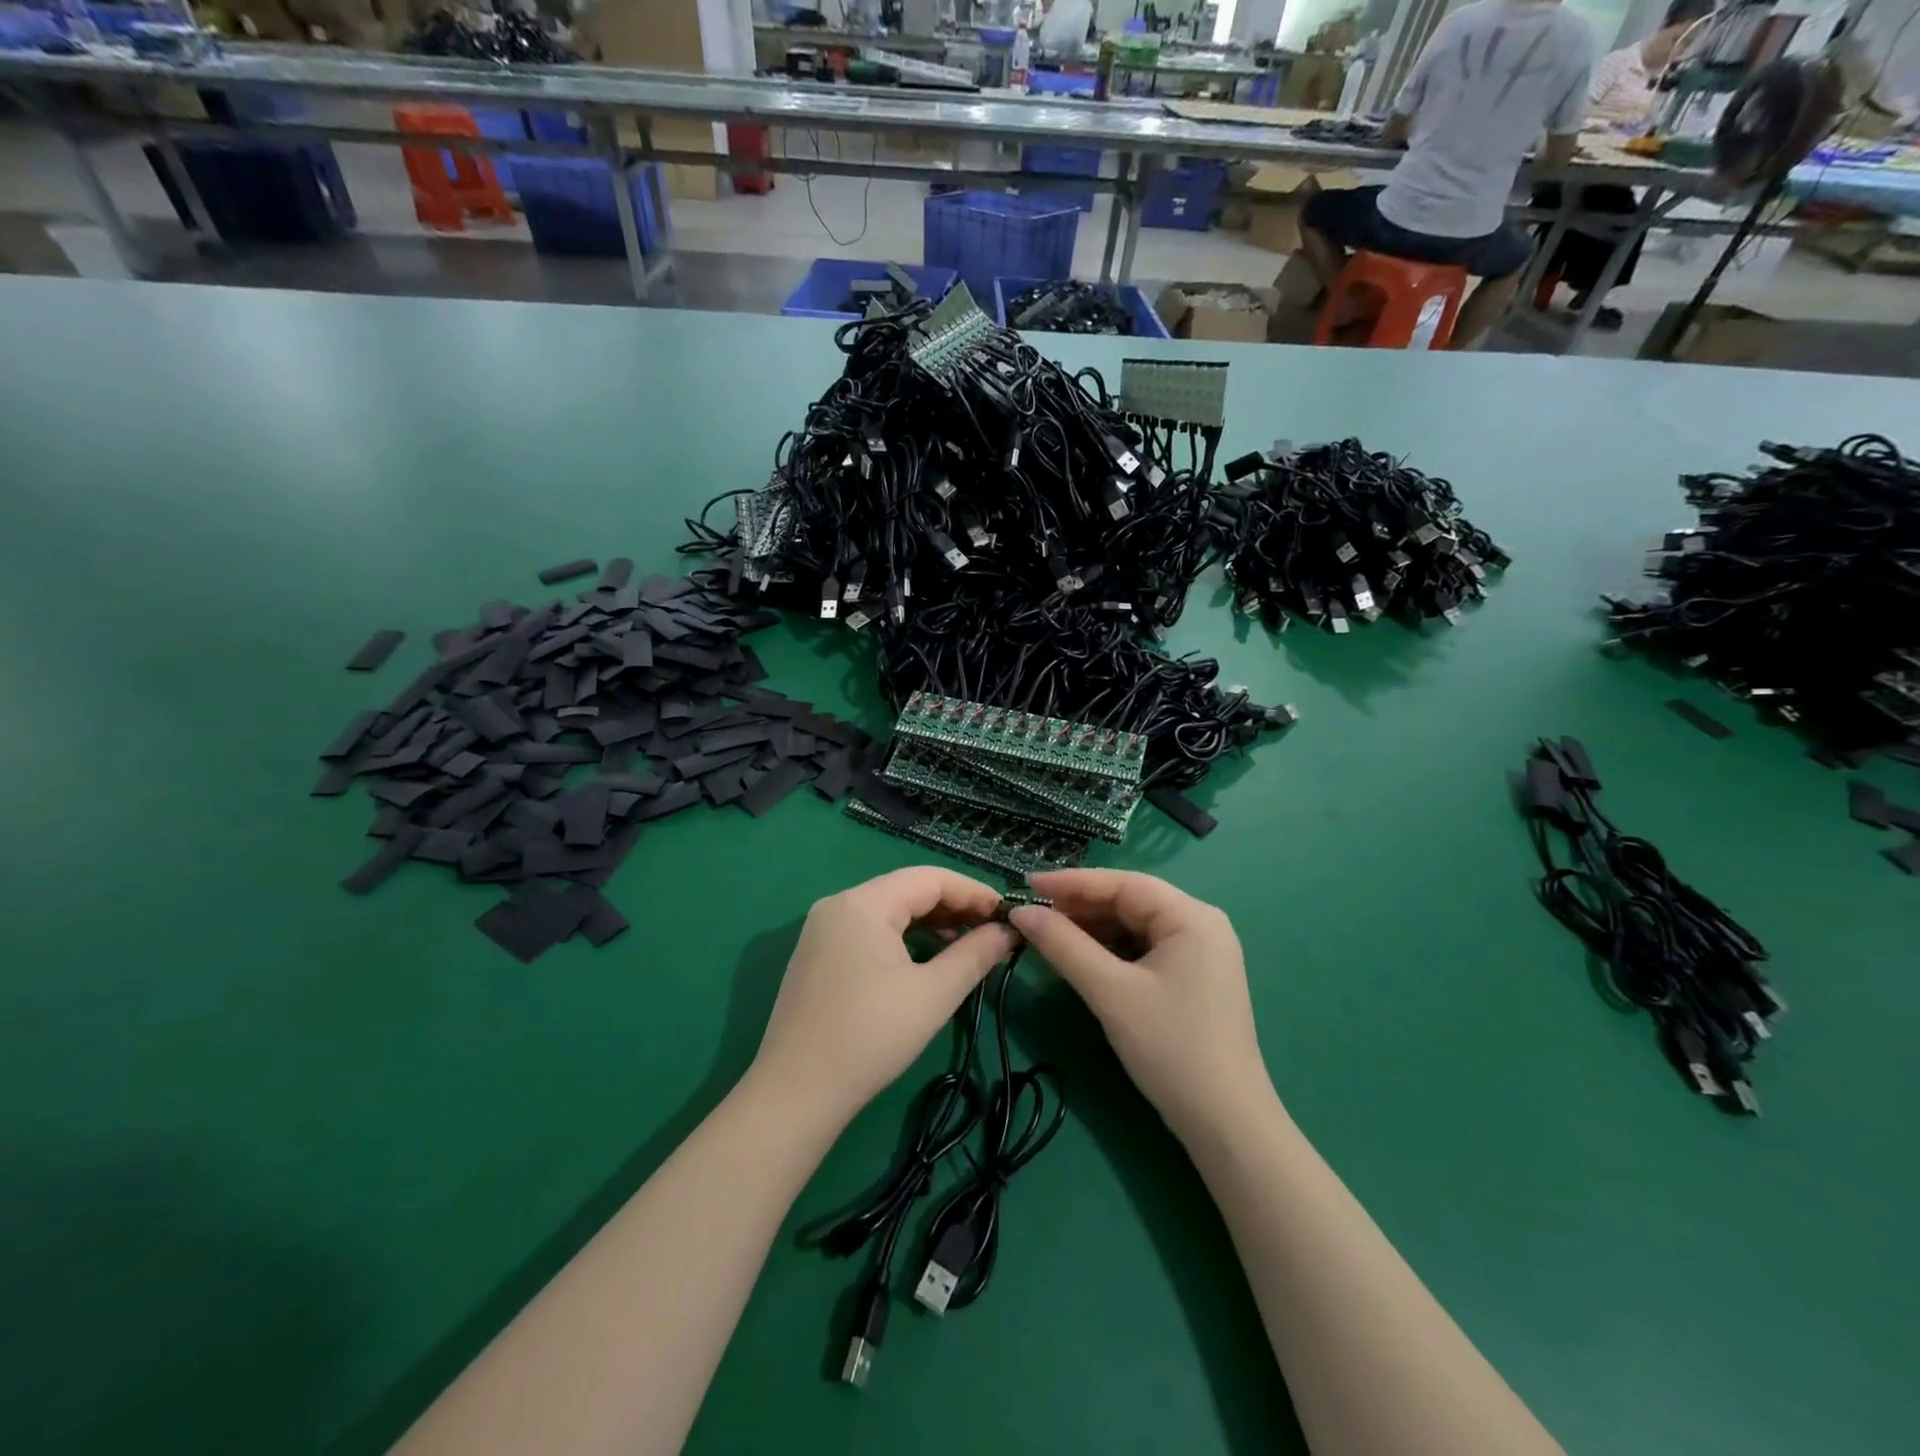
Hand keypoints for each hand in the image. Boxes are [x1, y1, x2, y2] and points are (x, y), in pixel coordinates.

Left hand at [748, 867, 1017, 1126]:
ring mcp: (821, 928)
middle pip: (906, 889)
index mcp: (864, 903)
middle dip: (953, 906)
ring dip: (928, 922)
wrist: (795, 1093)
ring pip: (887, 909)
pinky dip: (901, 936)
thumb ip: (975, 955)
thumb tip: (1008, 931)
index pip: (930, 878)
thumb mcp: (934, 994)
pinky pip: (867, 929)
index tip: (1007, 913)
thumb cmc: (871, 1036)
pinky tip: (922, 959)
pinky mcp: (815, 953)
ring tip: (964, 945)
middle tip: (991, 930)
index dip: (973, 892)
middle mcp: (838, 903)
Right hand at [1011, 869, 1272, 1141]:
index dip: (1071, 882)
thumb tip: (1021, 911)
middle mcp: (1200, 924)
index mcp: (1191, 916)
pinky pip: (1143, 948)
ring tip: (1048, 933)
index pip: (1122, 883)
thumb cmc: (1170, 1048)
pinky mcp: (1193, 977)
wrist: (1226, 1125)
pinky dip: (1110, 949)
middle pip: (1130, 901)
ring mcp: (1200, 952)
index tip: (1025, 883)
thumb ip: (1063, 946)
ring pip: (1134, 925)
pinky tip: (1080, 956)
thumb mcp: (1110, 992)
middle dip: (1080, 906)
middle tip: (1032, 912)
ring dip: (1092, 928)